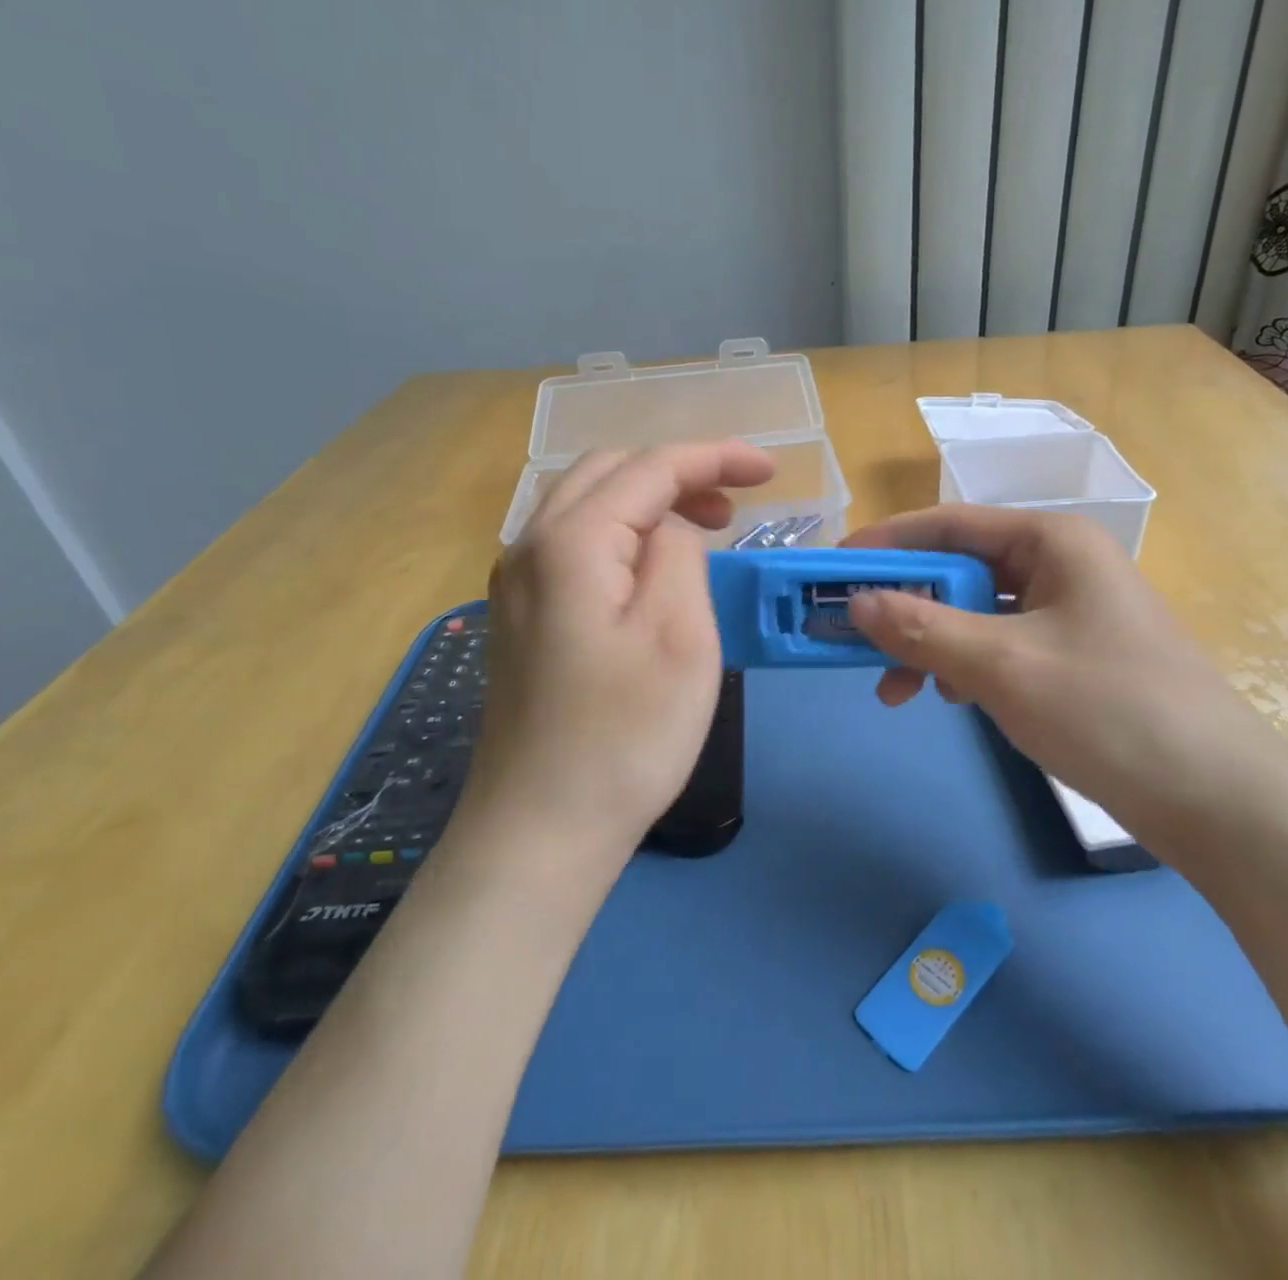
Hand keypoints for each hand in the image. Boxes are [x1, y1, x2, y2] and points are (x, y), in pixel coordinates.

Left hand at [465, 441, 774, 861]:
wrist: (541, 829)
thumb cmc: (624, 737)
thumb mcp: (679, 636)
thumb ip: (679, 554)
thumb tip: (671, 528)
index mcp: (571, 541)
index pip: (650, 467)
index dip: (715, 458)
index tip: (771, 471)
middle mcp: (529, 546)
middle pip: (610, 473)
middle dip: (679, 474)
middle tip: (736, 507)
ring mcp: (516, 583)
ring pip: (587, 505)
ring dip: (649, 501)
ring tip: (704, 529)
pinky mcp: (520, 617)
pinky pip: (573, 544)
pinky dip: (622, 533)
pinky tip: (651, 568)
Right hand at [842, 506, 1287, 865]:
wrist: (1216, 801)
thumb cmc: (1107, 711)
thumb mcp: (1000, 665)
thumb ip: (921, 628)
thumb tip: (855, 602)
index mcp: (1052, 541)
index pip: (948, 524)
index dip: (885, 544)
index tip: (833, 569)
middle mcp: (1061, 563)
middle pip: (959, 569)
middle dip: (906, 606)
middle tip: (854, 639)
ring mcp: (1070, 611)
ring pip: (976, 612)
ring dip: (930, 643)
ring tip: (896, 688)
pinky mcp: (1074, 655)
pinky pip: (1000, 644)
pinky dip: (965, 665)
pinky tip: (948, 697)